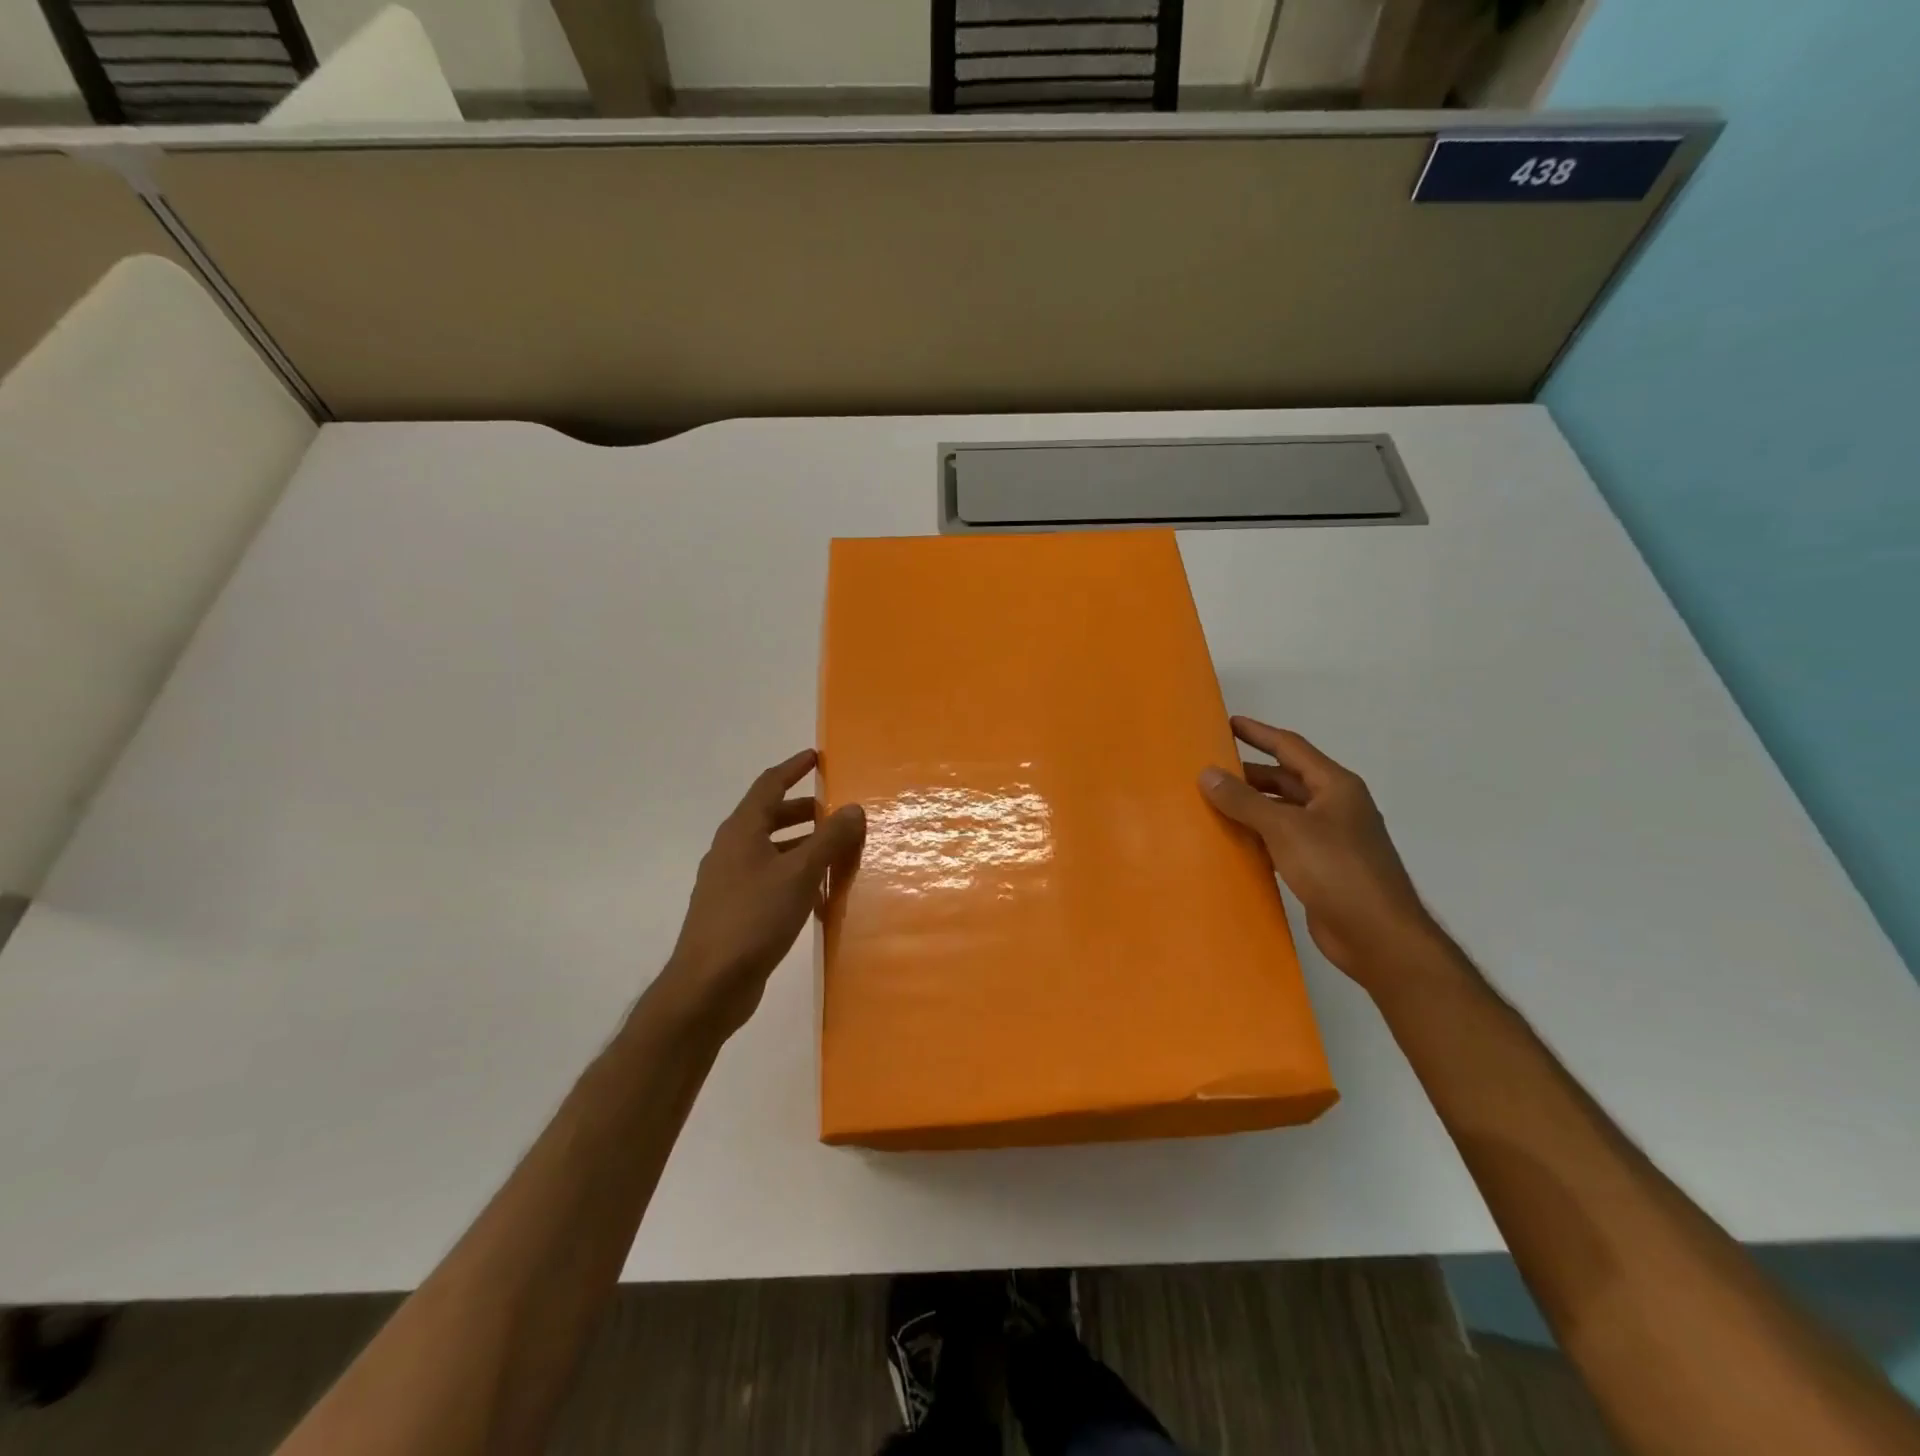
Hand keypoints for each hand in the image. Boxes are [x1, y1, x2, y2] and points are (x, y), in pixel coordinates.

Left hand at [660, 750, 864, 1035]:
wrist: (708, 985)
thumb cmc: (754, 918)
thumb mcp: (800, 874)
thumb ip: (829, 839)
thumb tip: (853, 808)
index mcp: (741, 831)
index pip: (768, 785)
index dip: (793, 768)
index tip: (816, 758)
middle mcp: (731, 850)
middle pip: (768, 817)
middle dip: (802, 810)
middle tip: (834, 811)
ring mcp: (729, 882)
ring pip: (770, 850)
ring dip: (800, 844)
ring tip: (834, 850)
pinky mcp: (734, 911)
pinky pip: (768, 878)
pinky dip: (793, 873)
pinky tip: (816, 892)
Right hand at [1200, 717, 1440, 988]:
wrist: (1378, 936)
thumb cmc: (1336, 870)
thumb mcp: (1285, 828)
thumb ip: (1244, 800)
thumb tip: (1207, 773)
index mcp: (1335, 786)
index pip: (1291, 748)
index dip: (1259, 733)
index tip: (1227, 723)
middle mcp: (1335, 807)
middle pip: (1286, 779)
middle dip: (1249, 774)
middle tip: (1209, 771)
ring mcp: (1331, 839)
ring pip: (1284, 812)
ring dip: (1252, 807)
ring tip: (1212, 804)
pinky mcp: (1322, 869)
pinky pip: (1284, 842)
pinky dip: (1259, 837)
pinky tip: (1234, 843)